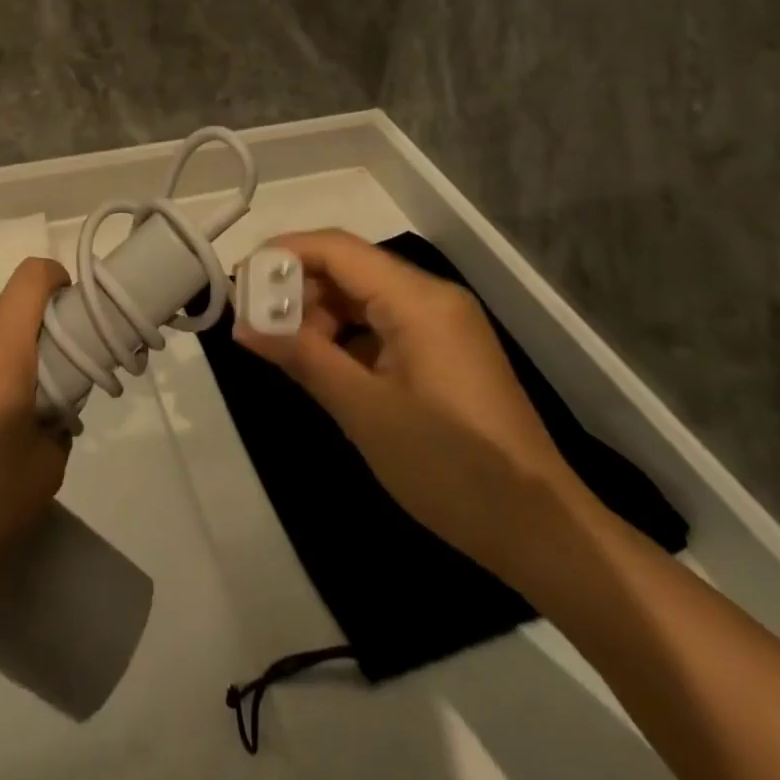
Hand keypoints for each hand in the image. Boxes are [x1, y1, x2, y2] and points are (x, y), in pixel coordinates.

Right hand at [236, 229, 582, 580]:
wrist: (541, 530)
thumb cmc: (450, 467)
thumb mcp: (364, 411)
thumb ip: (302, 357)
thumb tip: (243, 325)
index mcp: (417, 299)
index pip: (336, 249)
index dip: (282, 255)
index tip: (238, 282)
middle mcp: (432, 296)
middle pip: (350, 268)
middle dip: (299, 289)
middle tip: (256, 325)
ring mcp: (443, 323)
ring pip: (365, 296)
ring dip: (322, 315)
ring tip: (286, 351)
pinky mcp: (446, 351)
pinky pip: (385, 324)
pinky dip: (349, 336)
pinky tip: (325, 367)